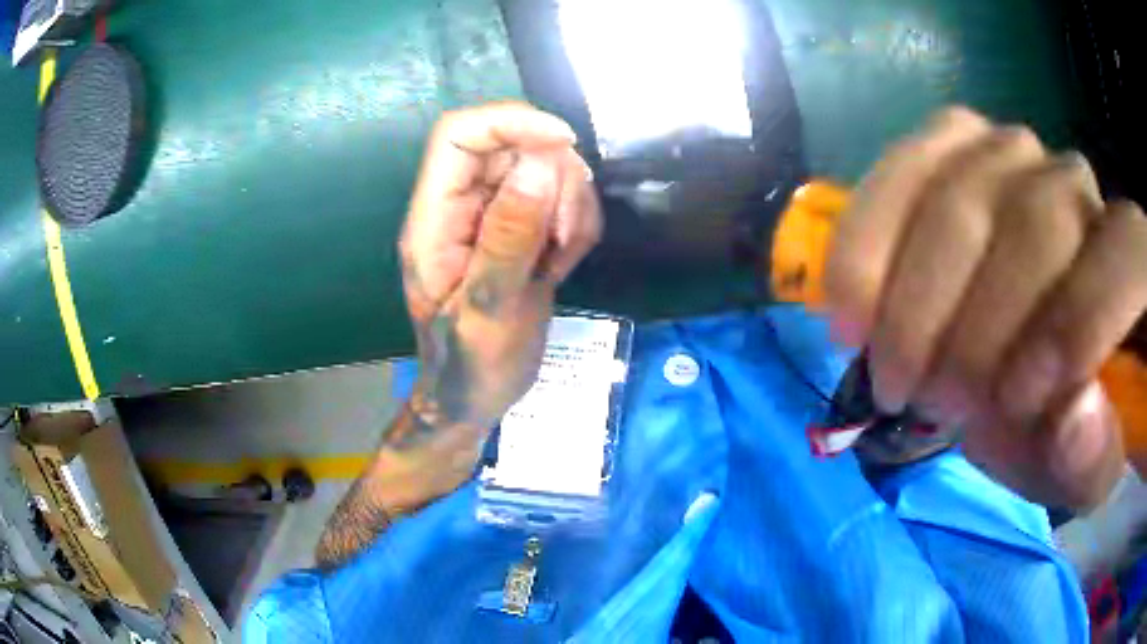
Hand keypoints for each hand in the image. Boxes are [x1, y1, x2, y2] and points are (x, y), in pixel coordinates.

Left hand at [396, 102, 601, 447]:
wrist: (476, 396)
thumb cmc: (472, 365)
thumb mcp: (491, 309)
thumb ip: (509, 237)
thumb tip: (539, 163)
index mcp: (434, 220)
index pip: (460, 136)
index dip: (511, 122)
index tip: (563, 144)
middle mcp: (460, 207)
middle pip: (513, 146)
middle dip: (556, 181)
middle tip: (565, 237)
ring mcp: (491, 216)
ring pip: (545, 169)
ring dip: (571, 208)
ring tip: (560, 260)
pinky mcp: (519, 229)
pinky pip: (560, 200)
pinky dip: (576, 226)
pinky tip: (560, 266)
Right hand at [826, 107, 1146, 508]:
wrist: (1025, 351)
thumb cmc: (1063, 412)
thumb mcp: (1083, 467)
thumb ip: (1091, 459)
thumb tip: (1074, 414)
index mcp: (1131, 259)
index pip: (1123, 257)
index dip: (1078, 325)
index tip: (1015, 407)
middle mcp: (1077, 181)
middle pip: (1032, 225)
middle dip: (975, 330)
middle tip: (931, 405)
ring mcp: (1010, 150)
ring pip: (958, 195)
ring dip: (912, 297)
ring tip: (887, 366)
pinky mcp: (952, 141)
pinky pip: (902, 168)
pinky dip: (868, 239)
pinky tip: (850, 302)